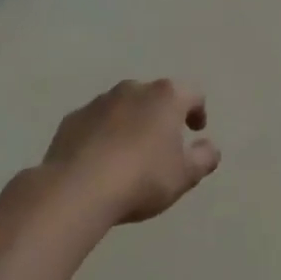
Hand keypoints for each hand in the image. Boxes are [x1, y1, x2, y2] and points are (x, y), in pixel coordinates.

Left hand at [41, 79, 220, 222]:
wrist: (76, 190)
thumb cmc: (142, 178)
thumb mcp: (185, 176)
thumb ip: (205, 158)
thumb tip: (209, 147)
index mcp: (166, 96)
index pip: (192, 94)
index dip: (198, 111)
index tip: (195, 131)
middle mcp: (133, 89)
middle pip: (155, 97)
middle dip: (161, 116)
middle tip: (163, 144)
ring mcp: (99, 102)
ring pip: (123, 107)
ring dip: (131, 123)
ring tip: (130, 154)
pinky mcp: (71, 119)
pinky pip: (96, 122)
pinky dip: (103, 134)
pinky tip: (100, 161)